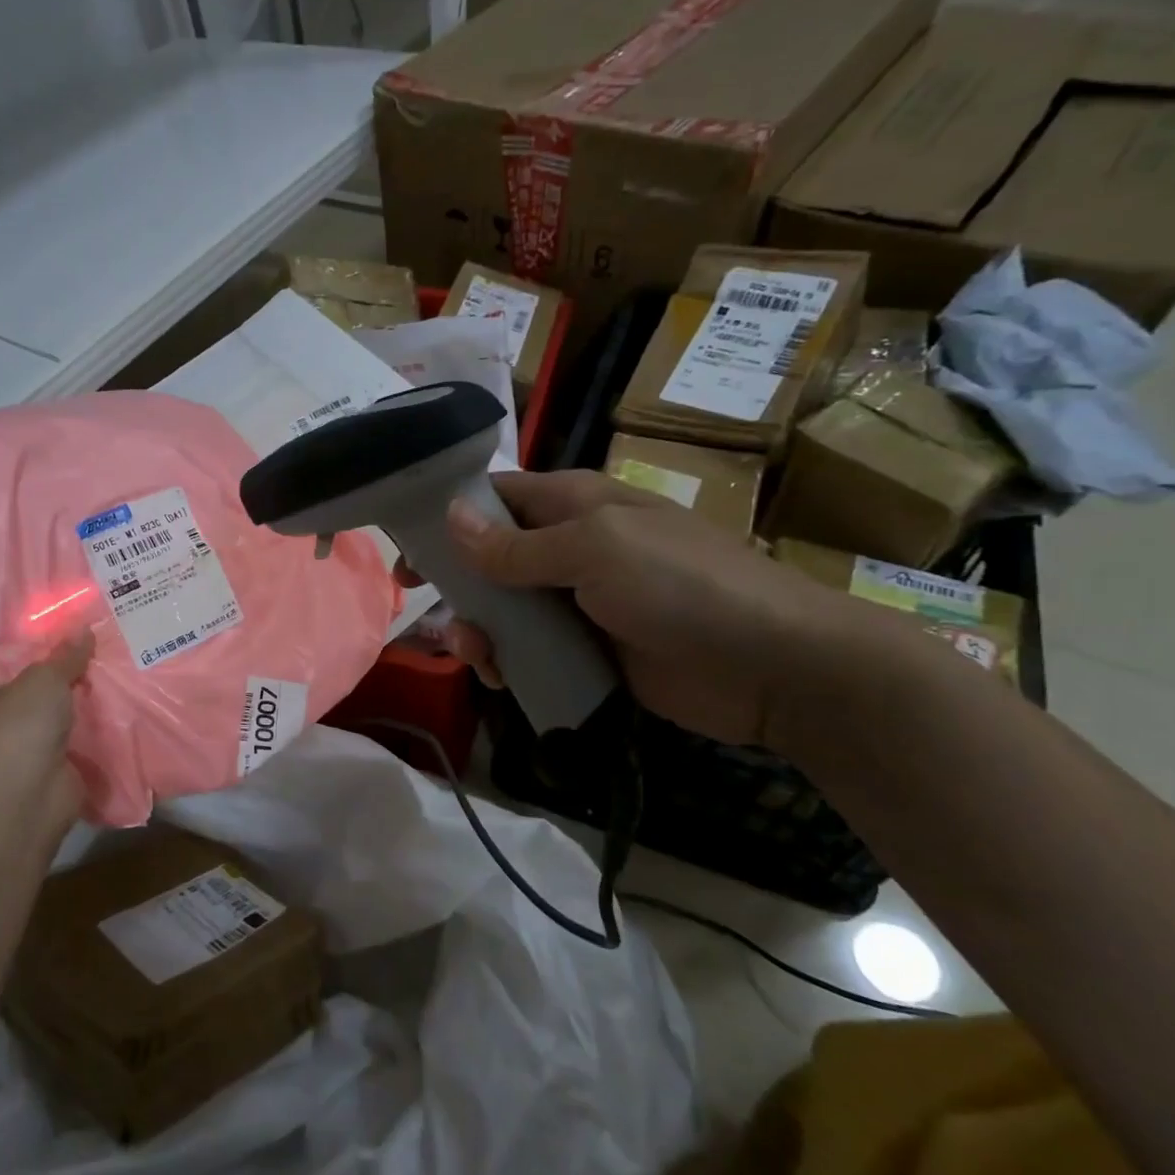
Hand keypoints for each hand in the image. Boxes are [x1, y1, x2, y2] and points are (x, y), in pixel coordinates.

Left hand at [0, 631, 93, 831]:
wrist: (29, 796)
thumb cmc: (19, 727)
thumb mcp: (44, 677)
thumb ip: (65, 654)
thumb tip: (84, 630)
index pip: (0, 658)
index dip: (29, 640)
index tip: (62, 623)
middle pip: (33, 683)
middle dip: (63, 667)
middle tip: (96, 640)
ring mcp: (24, 743)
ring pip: (58, 709)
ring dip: (81, 695)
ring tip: (113, 664)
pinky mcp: (52, 762)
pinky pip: (76, 732)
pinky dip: (93, 721)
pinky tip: (119, 700)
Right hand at [413, 470, 844, 746]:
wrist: (770, 665)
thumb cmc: (682, 585)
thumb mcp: (595, 552)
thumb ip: (517, 545)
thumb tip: (451, 517)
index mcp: (573, 505)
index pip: (494, 498)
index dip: (446, 518)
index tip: (404, 551)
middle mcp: (570, 547)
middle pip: (488, 559)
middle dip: (457, 586)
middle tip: (433, 615)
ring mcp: (578, 601)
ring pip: (504, 610)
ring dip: (478, 630)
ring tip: (479, 655)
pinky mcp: (588, 649)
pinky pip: (530, 650)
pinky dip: (507, 661)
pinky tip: (503, 676)